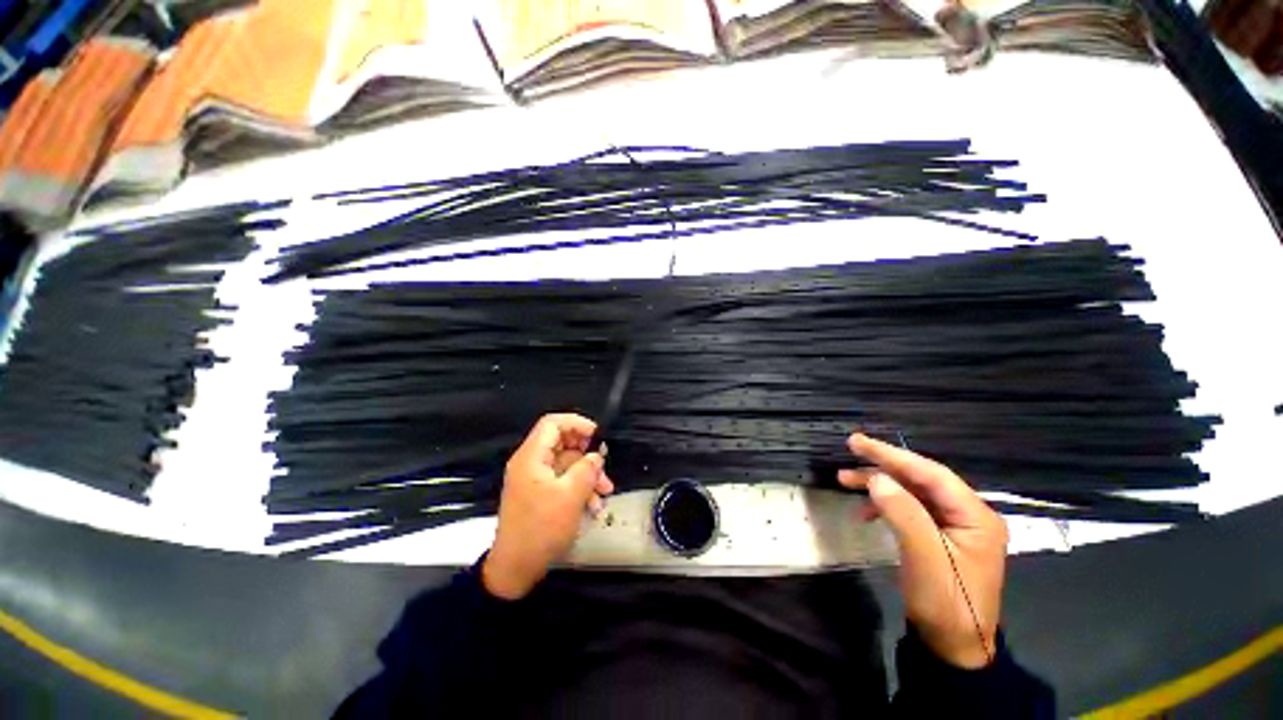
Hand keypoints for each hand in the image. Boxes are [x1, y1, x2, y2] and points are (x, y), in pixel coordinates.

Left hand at [482, 414, 613, 599]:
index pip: (552, 423)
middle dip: (587, 454)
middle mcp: (531, 463)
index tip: (596, 435)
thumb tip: (597, 456)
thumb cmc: (541, 528)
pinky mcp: (540, 495)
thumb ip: (587, 470)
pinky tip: (594, 506)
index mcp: (531, 457)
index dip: (576, 423)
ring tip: (605, 492)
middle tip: (604, 466)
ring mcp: (535, 480)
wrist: (516, 569)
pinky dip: (580, 488)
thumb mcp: (570, 497)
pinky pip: (563, 481)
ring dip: (588, 475)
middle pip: (562, 444)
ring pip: (567, 464)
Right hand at [839, 433, 1006, 668]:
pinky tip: (864, 512)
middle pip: (921, 479)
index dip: (893, 455)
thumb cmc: (945, 605)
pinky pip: (909, 509)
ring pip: (912, 492)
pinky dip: (884, 505)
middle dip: (883, 465)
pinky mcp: (939, 536)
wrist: (953, 647)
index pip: (931, 474)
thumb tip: (877, 479)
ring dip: (879, 484)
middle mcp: (967, 514)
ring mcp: (954, 525)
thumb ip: (904, 515)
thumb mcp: (925, 560)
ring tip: (845, 479)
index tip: (859, 442)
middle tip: (850, 449)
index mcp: (975, 516)